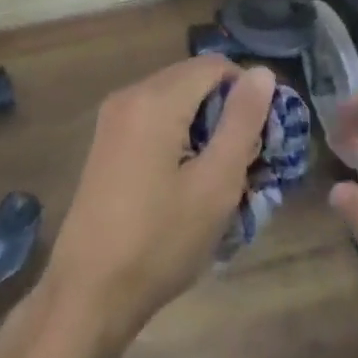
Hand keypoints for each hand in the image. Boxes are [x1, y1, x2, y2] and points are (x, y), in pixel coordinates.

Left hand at [43, 59, 274, 346]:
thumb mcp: (215, 184)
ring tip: (222, 175)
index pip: (215, 66)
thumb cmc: (160, 240)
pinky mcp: (107, 142)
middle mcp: (129, 95)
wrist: (90, 291)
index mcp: (154, 99)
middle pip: (192, 80)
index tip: (267, 134)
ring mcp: (112, 119)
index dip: (249, 91)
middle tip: (248, 160)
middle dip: (227, 110)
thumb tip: (262, 72)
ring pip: (175, 101)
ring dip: (205, 126)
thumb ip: (242, 122)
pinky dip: (180, 137)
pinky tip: (189, 180)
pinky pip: (154, 120)